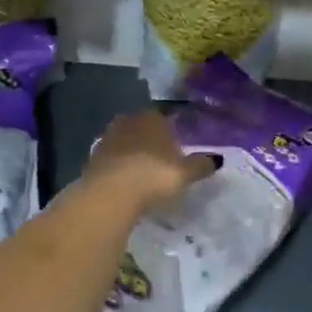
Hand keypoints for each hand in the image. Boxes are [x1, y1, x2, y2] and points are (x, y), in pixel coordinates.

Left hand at [82, 110, 216, 215]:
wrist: (109, 193)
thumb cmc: (153, 176)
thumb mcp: (184, 173)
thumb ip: (201, 164)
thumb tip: (218, 159)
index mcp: (153, 118)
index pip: (165, 117)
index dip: (172, 131)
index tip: (178, 146)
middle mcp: (129, 120)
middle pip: (143, 127)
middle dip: (151, 140)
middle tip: (161, 159)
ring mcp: (108, 137)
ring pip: (125, 141)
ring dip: (133, 152)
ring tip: (143, 171)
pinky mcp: (93, 157)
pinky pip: (112, 158)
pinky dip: (119, 166)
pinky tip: (125, 180)